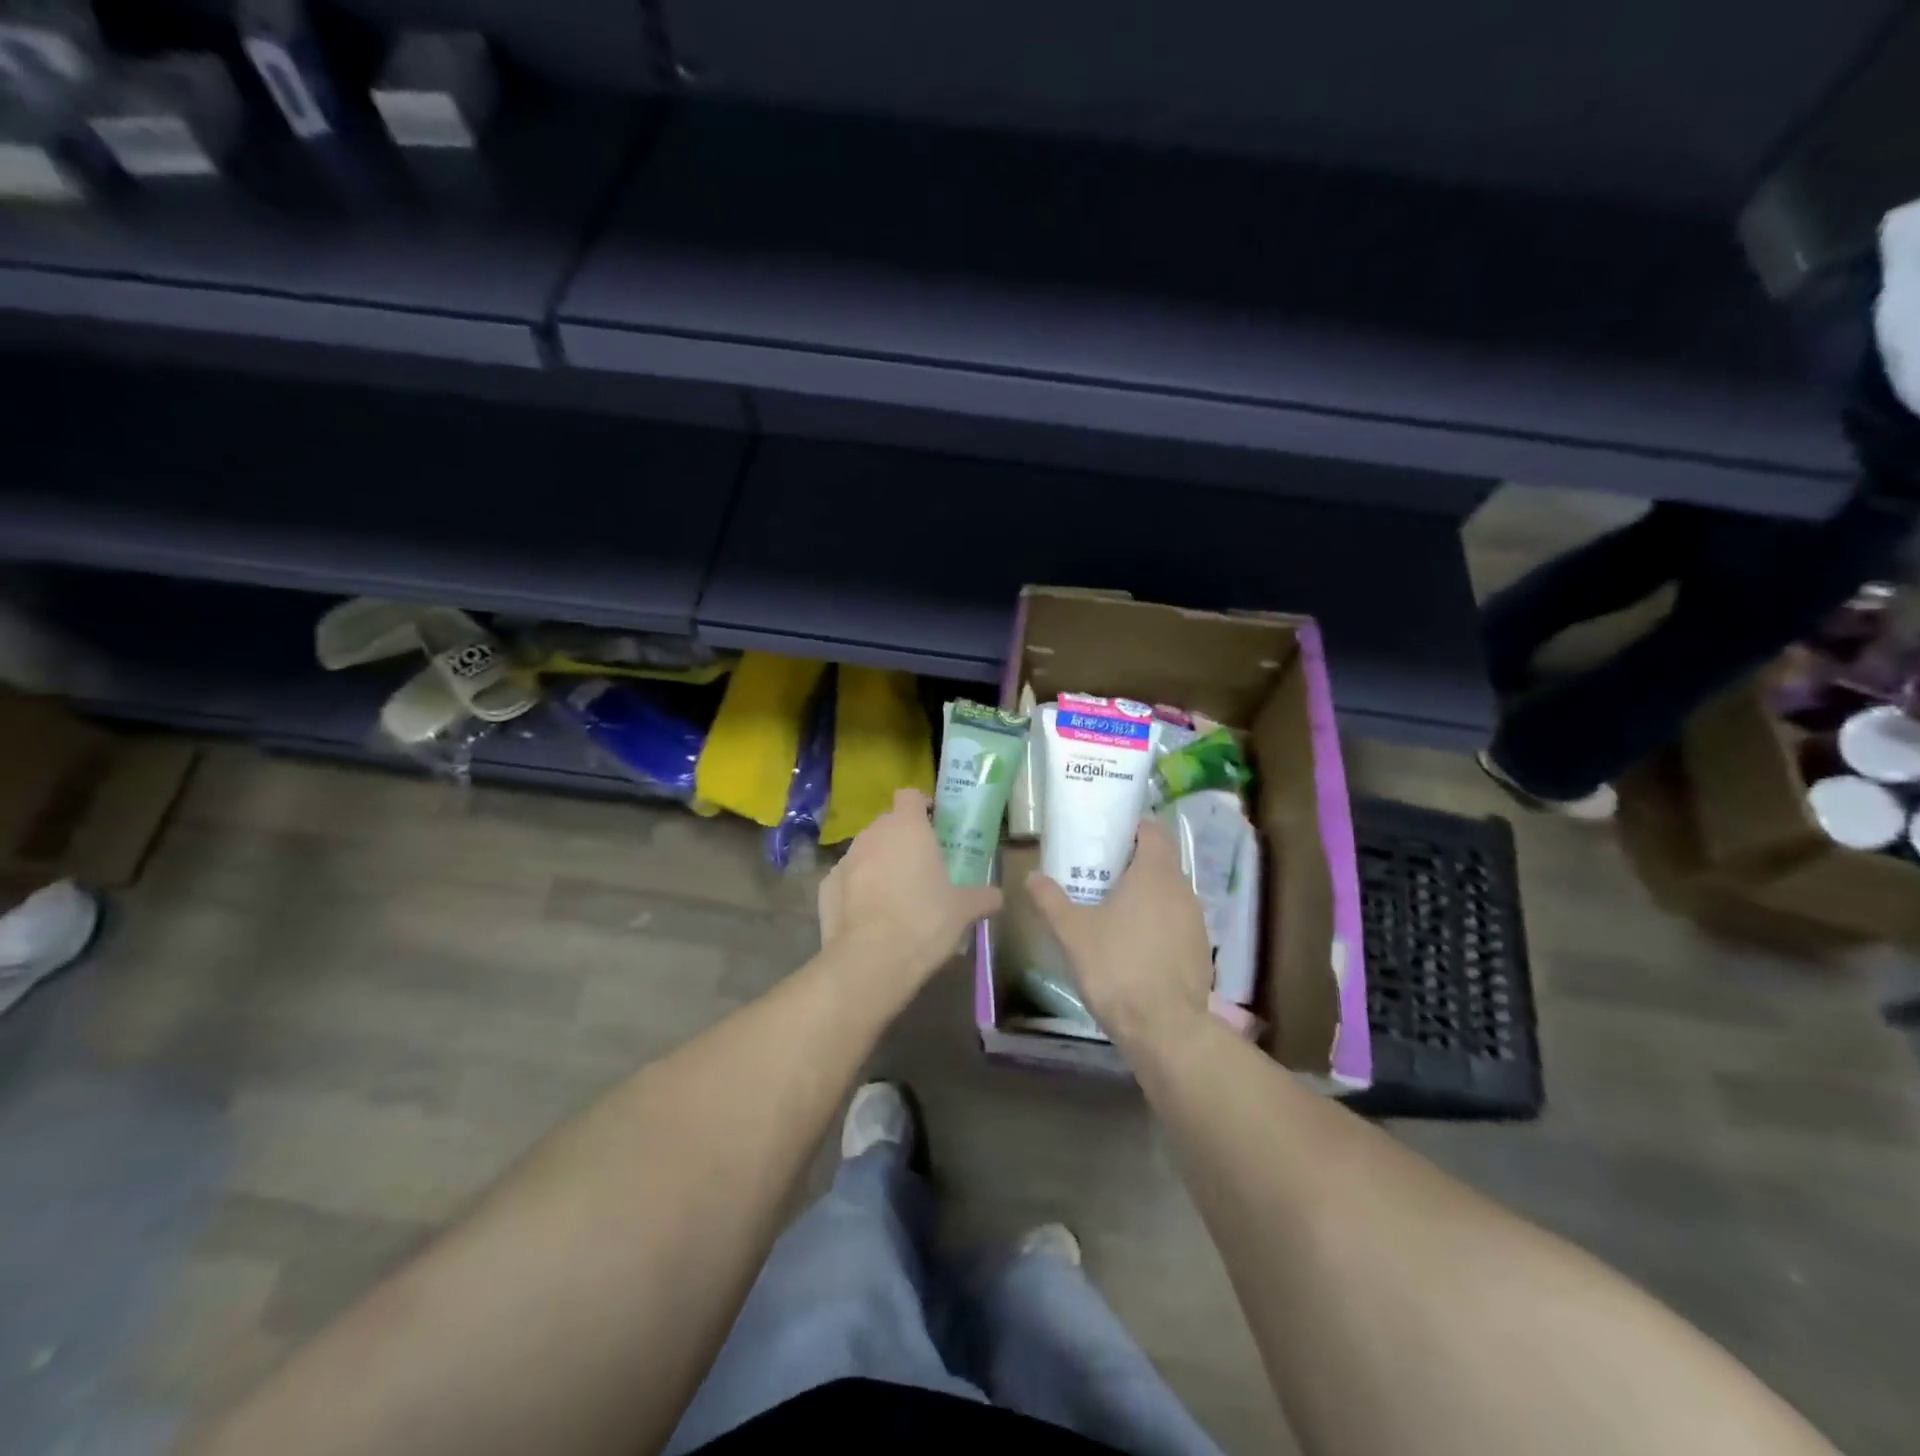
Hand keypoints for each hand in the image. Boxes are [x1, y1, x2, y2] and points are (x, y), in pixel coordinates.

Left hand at [819, 788, 1002, 982]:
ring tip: (895, 894)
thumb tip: (997, 897)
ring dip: (878, 863)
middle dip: (901, 838)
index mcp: (908, 827)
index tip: (934, 823)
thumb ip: (982, 897)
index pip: (910, 796)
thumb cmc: (925, 921)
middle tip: (920, 865)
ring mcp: (845, 859)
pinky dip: (856, 890)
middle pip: (887, 823)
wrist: (871, 959)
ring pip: (865, 851)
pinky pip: (846, 880)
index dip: (921, 806)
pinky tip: (869, 915)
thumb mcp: (963, 910)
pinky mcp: (825, 886)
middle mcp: (873, 834)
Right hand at [1026, 822, 1212, 1048]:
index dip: (1132, 828)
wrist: (1164, 1028)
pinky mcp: (1201, 951)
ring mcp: (1196, 922)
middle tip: (1100, 873)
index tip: (1108, 835)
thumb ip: (1051, 900)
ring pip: (1169, 894)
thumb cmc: (1116, 967)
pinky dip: (1157, 924)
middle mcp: (1182, 890)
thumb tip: (1031, 876)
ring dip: (1146, 896)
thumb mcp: (1073, 932)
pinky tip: (1134, 945)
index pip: (1152, 831)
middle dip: (1133, 863)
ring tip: (1113, 910)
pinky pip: (1176, 923)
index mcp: (1155, 873)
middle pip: (1161, 862)